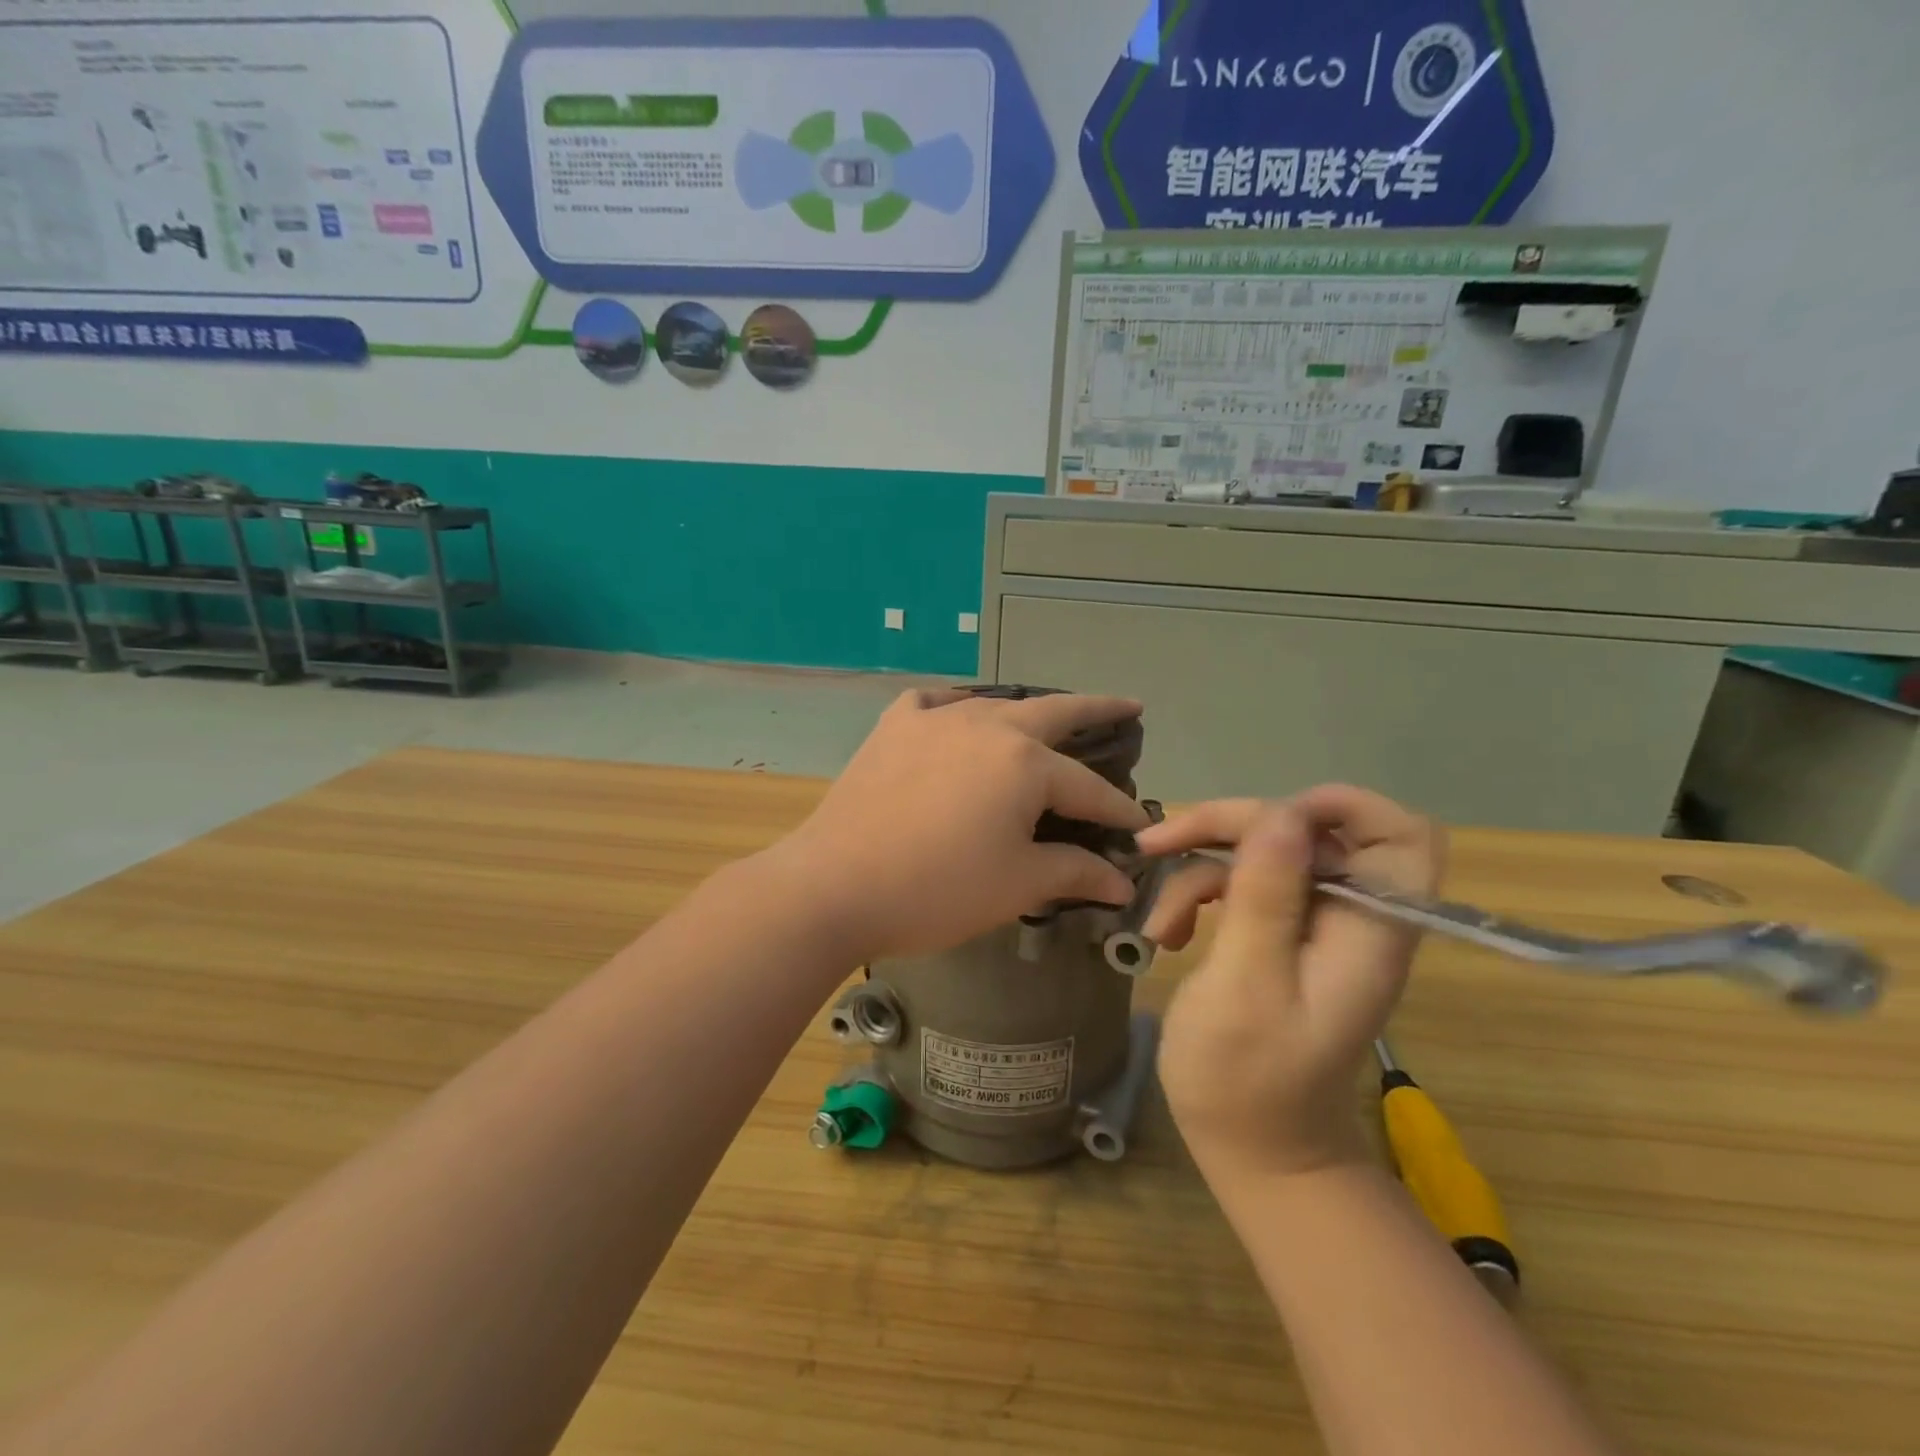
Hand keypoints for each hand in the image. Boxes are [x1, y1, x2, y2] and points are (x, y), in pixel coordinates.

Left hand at [770, 689, 1148, 961]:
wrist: (835, 884)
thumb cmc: (937, 889)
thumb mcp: (1017, 885)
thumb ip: (1075, 872)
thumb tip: (1120, 881)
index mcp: (1025, 762)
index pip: (1088, 788)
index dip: (1117, 809)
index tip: (1139, 826)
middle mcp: (986, 725)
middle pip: (1054, 713)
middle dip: (1096, 711)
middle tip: (1127, 707)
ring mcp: (934, 719)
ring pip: (995, 705)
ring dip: (1028, 712)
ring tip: (1047, 719)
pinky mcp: (893, 727)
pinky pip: (935, 703)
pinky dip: (956, 707)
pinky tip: (959, 715)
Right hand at [1136, 787, 1444, 1179]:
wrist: (1255, 1153)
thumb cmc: (1248, 1082)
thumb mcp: (1247, 986)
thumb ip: (1266, 898)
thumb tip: (1282, 814)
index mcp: (1367, 930)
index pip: (1401, 836)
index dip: (1342, 807)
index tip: (1266, 819)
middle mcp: (1350, 918)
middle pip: (1306, 831)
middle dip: (1231, 828)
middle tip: (1160, 843)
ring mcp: (1314, 926)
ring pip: (1265, 853)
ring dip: (1201, 868)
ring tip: (1160, 922)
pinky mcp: (1281, 936)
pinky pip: (1244, 884)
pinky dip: (1200, 895)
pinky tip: (1167, 933)